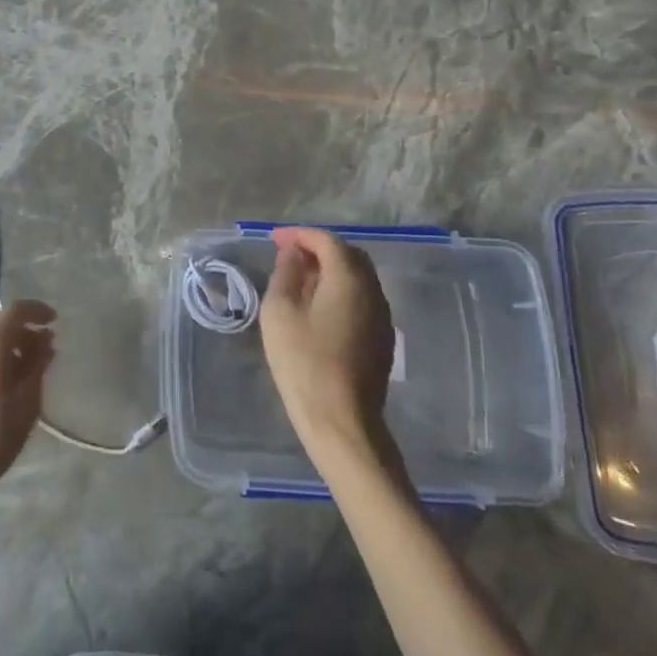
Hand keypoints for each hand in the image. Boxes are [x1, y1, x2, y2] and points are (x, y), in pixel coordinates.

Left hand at [0, 299, 54, 498]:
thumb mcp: (26, 401)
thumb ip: (37, 365)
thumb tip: (45, 341)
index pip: (16, 311)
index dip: (37, 311)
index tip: (55, 321)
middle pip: (0, 327)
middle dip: (24, 333)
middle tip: (45, 351)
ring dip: (9, 349)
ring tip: (28, 372)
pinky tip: (4, 386)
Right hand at [259, 227, 397, 463]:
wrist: (341, 420)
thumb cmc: (303, 362)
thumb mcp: (280, 312)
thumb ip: (286, 274)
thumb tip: (293, 254)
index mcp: (349, 279)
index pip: (327, 241)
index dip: (300, 235)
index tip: (274, 240)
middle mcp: (373, 291)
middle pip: (349, 255)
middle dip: (318, 248)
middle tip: (288, 256)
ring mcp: (382, 316)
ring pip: (358, 277)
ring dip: (331, 270)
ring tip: (300, 279)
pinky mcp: (382, 338)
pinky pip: (362, 298)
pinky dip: (340, 290)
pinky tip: (319, 307)